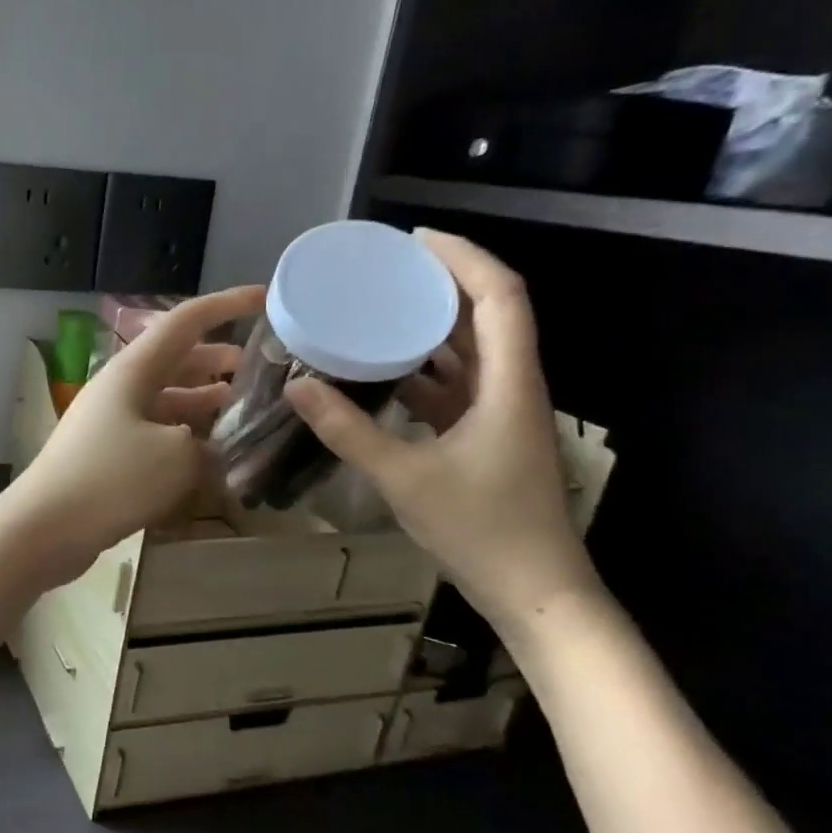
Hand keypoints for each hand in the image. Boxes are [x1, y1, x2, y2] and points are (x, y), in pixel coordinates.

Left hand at [4, 285, 264, 588]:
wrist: (43, 528)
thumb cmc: (110, 480)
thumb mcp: (177, 458)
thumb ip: (209, 445)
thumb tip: (214, 449)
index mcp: (134, 370)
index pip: (186, 321)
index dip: (227, 305)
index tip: (264, 298)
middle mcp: (120, 388)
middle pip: (176, 361)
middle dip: (217, 360)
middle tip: (259, 371)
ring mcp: (110, 422)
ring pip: (166, 399)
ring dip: (203, 400)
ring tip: (240, 409)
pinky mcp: (107, 455)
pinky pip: (154, 433)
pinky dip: (183, 436)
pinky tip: (208, 455)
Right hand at [285, 230, 600, 630]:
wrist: (535, 590)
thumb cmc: (480, 529)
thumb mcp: (403, 477)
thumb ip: (347, 430)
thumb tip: (297, 386)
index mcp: (509, 384)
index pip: (500, 297)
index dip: (463, 258)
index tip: (413, 241)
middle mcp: (513, 387)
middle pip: (488, 315)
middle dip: (442, 284)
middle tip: (386, 271)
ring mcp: (502, 414)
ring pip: (472, 352)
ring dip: (432, 327)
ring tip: (379, 310)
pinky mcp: (488, 438)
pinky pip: (456, 387)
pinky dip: (424, 372)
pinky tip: (383, 373)